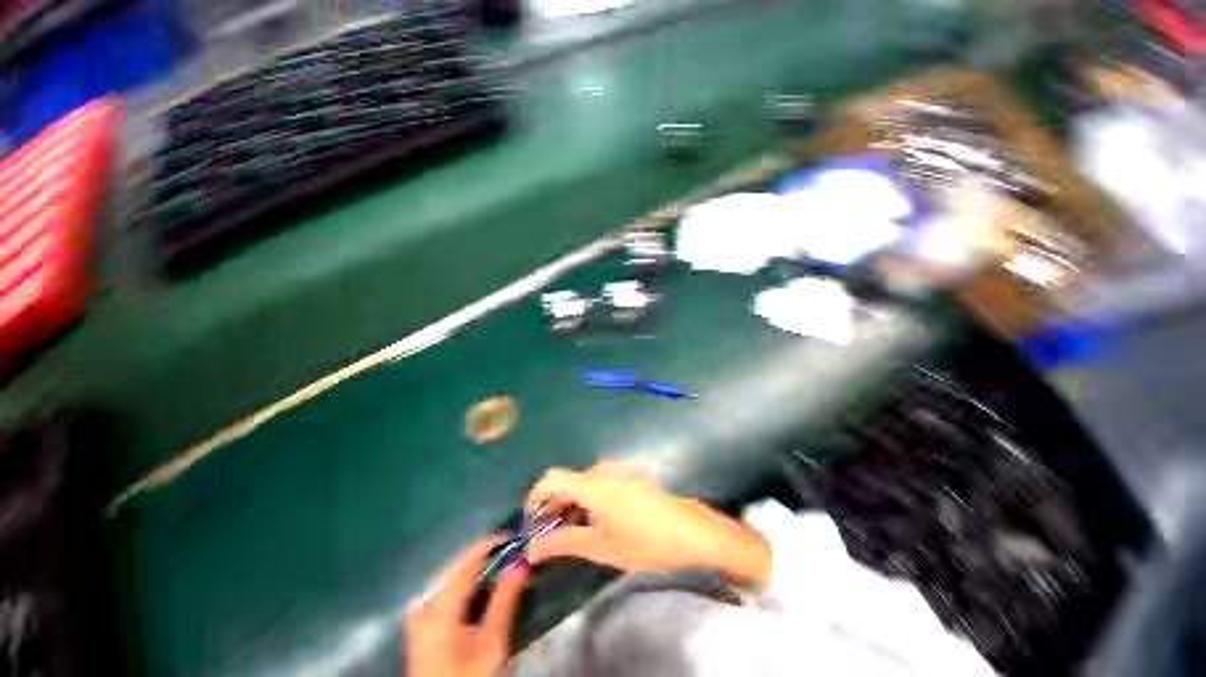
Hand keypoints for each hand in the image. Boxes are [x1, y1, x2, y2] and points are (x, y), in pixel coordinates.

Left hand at [404, 538, 527, 676]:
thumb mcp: (492, 644)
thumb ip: (505, 600)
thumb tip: (522, 562)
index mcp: (439, 605)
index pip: (469, 560)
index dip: (494, 544)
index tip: (518, 539)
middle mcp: (424, 602)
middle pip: (459, 565)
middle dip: (488, 555)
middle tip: (515, 555)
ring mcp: (419, 612)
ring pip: (453, 575)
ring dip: (479, 568)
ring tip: (504, 569)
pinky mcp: (421, 622)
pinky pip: (447, 588)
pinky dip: (468, 583)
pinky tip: (484, 589)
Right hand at [525, 462, 770, 586]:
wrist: (688, 531)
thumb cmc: (643, 541)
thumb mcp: (600, 547)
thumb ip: (563, 543)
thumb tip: (532, 550)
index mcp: (593, 484)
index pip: (552, 477)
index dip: (536, 495)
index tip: (530, 519)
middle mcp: (603, 470)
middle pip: (568, 480)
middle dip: (554, 504)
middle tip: (549, 533)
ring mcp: (619, 471)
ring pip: (584, 482)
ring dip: (572, 503)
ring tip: (571, 530)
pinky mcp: (630, 477)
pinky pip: (600, 482)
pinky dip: (589, 499)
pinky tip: (595, 521)